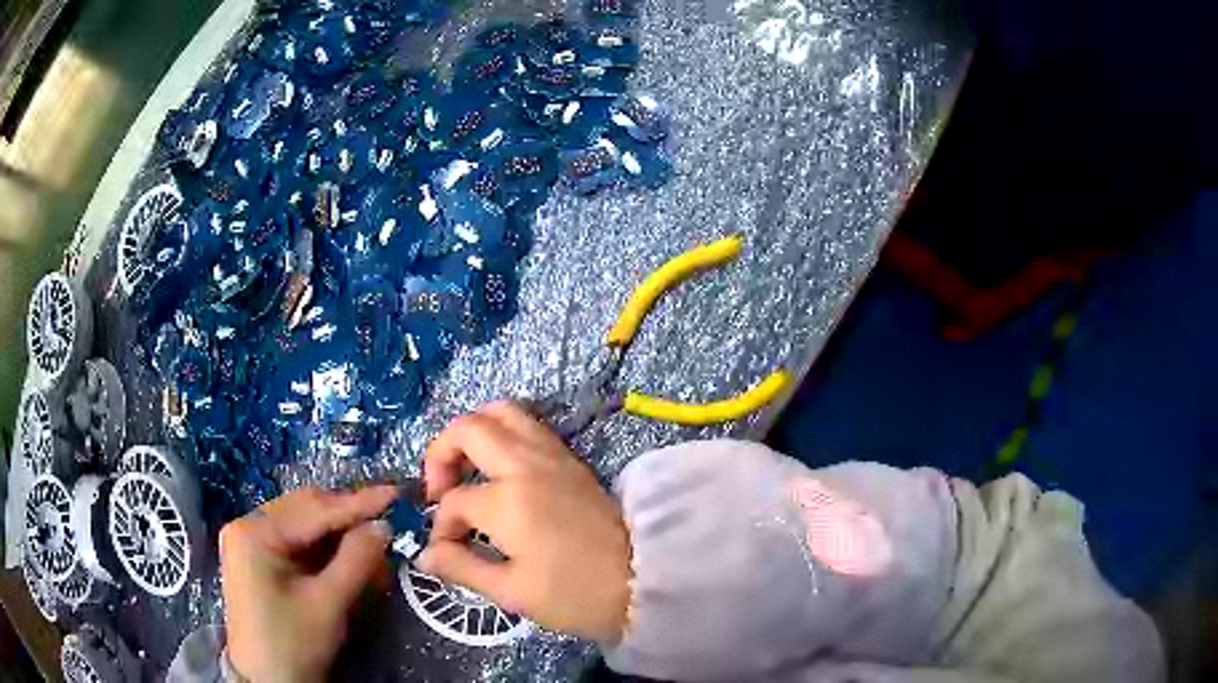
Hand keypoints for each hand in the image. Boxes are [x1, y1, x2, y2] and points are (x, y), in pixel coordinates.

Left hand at [219, 486, 397, 682]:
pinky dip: (324, 548)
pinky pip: (296, 543)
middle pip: (305, 510)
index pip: (313, 510)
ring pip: (302, 525)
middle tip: (387, 514)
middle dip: (347, 515)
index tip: (396, 494)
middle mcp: (247, 525)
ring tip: (373, 536)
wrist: (267, 681)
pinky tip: (348, 554)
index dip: (358, 503)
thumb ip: (356, 560)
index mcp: (255, 531)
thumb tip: (384, 526)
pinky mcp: (257, 559)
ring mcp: (249, 542)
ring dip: (338, 532)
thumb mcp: (328, 604)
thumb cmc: (293, 644)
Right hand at [418, 401, 631, 644]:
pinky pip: (527, 423)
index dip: (442, 528)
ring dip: (472, 432)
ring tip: (466, 470)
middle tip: (441, 491)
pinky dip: (502, 432)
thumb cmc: (576, 595)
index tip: (447, 552)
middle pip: (467, 429)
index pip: (455, 502)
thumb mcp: (513, 592)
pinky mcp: (569, 457)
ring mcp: (551, 455)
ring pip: (500, 411)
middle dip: (440, 455)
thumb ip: (462, 567)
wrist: (644, 581)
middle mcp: (526, 465)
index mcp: (507, 501)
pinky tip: (498, 468)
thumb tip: (424, 554)